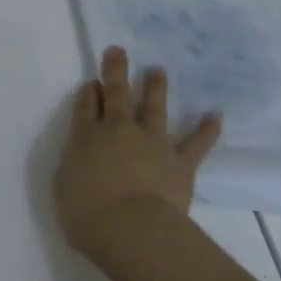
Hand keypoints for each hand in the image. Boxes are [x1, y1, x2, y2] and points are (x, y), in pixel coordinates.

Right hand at [54, 47, 222, 280]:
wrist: (131, 228)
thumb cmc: (86, 213)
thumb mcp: (65, 184)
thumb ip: (75, 163)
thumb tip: (86, 153)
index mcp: (85, 138)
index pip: (85, 108)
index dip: (88, 94)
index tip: (91, 83)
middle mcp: (119, 132)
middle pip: (116, 96)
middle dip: (115, 72)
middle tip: (118, 51)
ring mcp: (152, 143)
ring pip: (154, 108)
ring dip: (155, 88)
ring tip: (158, 71)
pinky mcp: (180, 162)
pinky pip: (196, 142)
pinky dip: (207, 129)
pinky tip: (215, 115)